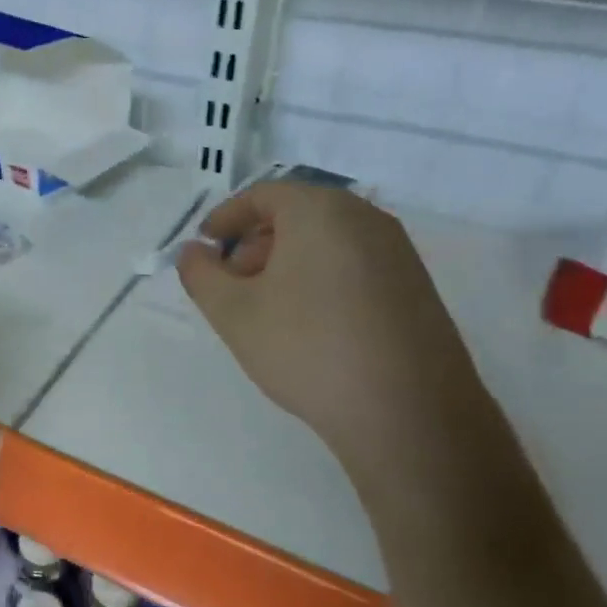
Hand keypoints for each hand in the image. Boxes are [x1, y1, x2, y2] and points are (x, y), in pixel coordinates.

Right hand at [176, 181, 485, 468]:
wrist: (407, 411)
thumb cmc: (307, 349)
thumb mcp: (234, 313)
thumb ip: (201, 275)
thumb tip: (192, 252)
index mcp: (320, 211)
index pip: (263, 195)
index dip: (225, 217)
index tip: (204, 247)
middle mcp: (365, 218)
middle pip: (297, 214)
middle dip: (254, 243)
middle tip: (231, 284)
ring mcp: (397, 252)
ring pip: (326, 240)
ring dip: (286, 262)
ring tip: (266, 309)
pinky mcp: (415, 286)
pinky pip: (353, 264)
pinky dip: (320, 278)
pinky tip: (308, 325)